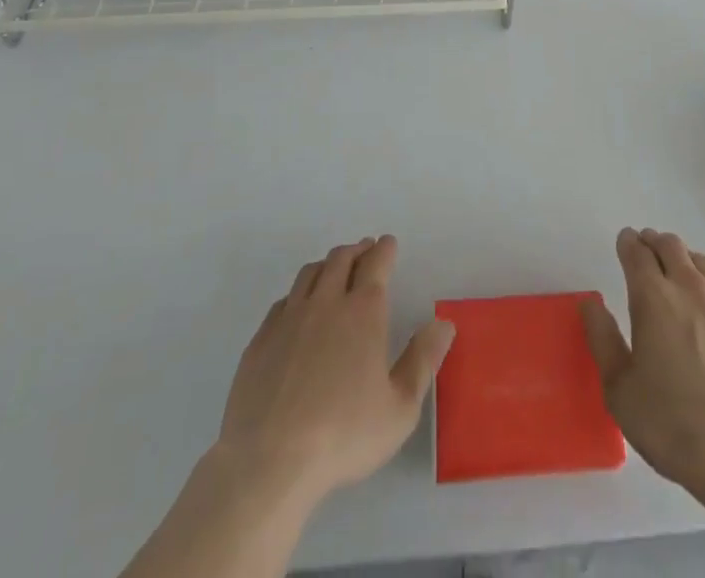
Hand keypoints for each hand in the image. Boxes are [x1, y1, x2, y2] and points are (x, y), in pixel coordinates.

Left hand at [215, 235, 454, 505]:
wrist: (269, 461)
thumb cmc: (344, 435)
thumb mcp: (400, 409)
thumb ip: (423, 361)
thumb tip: (443, 323)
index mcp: (363, 312)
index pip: (376, 264)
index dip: (384, 250)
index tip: (388, 243)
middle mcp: (326, 303)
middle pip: (341, 259)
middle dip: (356, 250)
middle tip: (365, 250)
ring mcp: (289, 318)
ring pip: (310, 273)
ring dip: (327, 264)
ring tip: (334, 269)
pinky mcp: (260, 339)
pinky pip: (283, 301)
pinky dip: (298, 293)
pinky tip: (299, 308)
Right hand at [581, 228, 704, 505]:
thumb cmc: (673, 425)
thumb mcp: (620, 390)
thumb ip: (602, 339)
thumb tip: (590, 303)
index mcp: (653, 297)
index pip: (637, 252)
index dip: (628, 243)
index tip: (624, 242)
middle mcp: (690, 288)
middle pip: (670, 246)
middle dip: (654, 242)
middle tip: (646, 251)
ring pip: (700, 262)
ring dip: (683, 259)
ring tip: (677, 274)